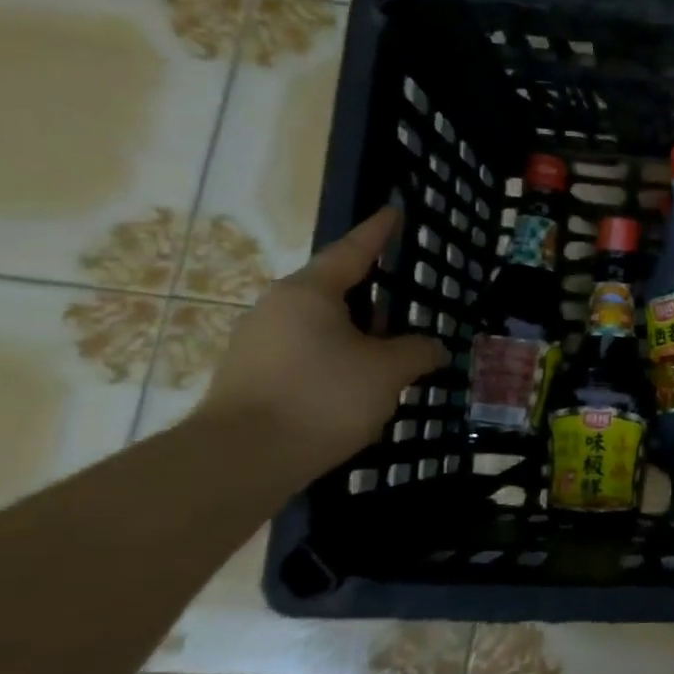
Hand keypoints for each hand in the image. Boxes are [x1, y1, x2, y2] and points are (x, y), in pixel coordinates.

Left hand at [204, 208, 447, 474]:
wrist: (239, 461)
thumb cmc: (322, 397)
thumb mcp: (387, 372)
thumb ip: (417, 352)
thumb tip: (433, 347)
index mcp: (309, 292)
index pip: (352, 251)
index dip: (378, 233)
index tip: (394, 212)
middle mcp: (277, 308)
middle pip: (335, 291)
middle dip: (374, 299)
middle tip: (408, 306)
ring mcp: (258, 344)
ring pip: (321, 328)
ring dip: (357, 337)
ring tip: (390, 356)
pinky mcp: (251, 379)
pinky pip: (306, 356)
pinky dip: (337, 362)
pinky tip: (359, 389)